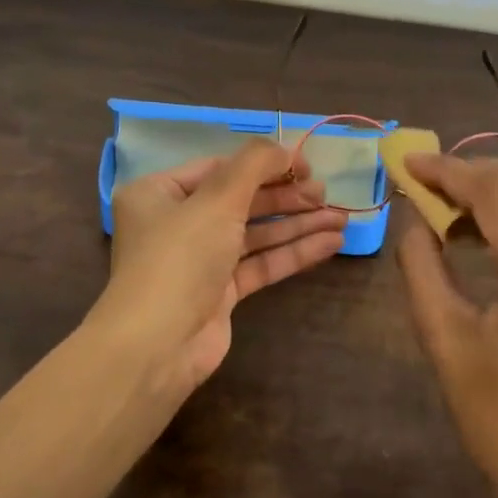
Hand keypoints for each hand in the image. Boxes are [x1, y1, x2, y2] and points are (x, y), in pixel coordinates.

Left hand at [93, 140, 345, 394]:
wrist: (156, 348)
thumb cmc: (180, 258)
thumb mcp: (217, 199)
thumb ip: (255, 164)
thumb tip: (287, 149)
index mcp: (160, 193)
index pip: (221, 168)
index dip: (266, 163)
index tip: (305, 165)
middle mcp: (177, 223)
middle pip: (241, 200)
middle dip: (287, 197)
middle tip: (325, 194)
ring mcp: (199, 260)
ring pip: (256, 233)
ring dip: (297, 224)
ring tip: (340, 218)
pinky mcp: (220, 293)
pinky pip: (260, 263)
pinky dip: (293, 252)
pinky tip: (330, 243)